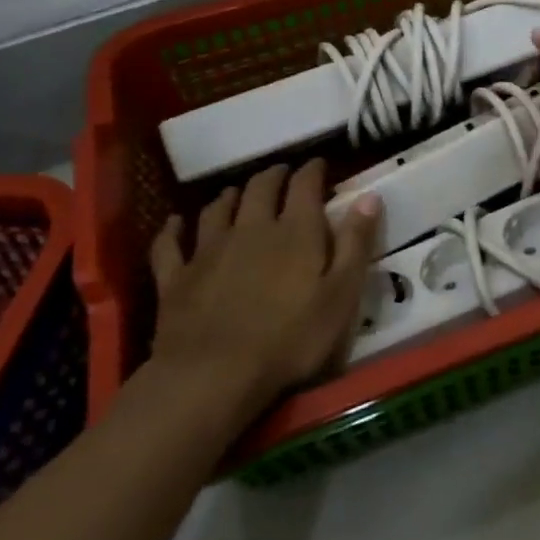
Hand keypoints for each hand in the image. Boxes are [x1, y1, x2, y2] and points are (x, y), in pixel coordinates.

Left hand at [147, 159, 381, 419]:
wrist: (214, 375)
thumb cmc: (291, 339)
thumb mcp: (341, 296)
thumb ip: (355, 244)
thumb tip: (369, 197)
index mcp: (295, 231)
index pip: (305, 185)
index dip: (313, 170)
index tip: (320, 164)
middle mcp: (251, 228)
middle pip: (260, 188)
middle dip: (273, 176)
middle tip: (282, 173)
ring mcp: (208, 250)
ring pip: (217, 209)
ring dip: (230, 196)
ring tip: (237, 192)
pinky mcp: (176, 277)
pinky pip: (170, 244)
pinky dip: (173, 230)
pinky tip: (174, 223)